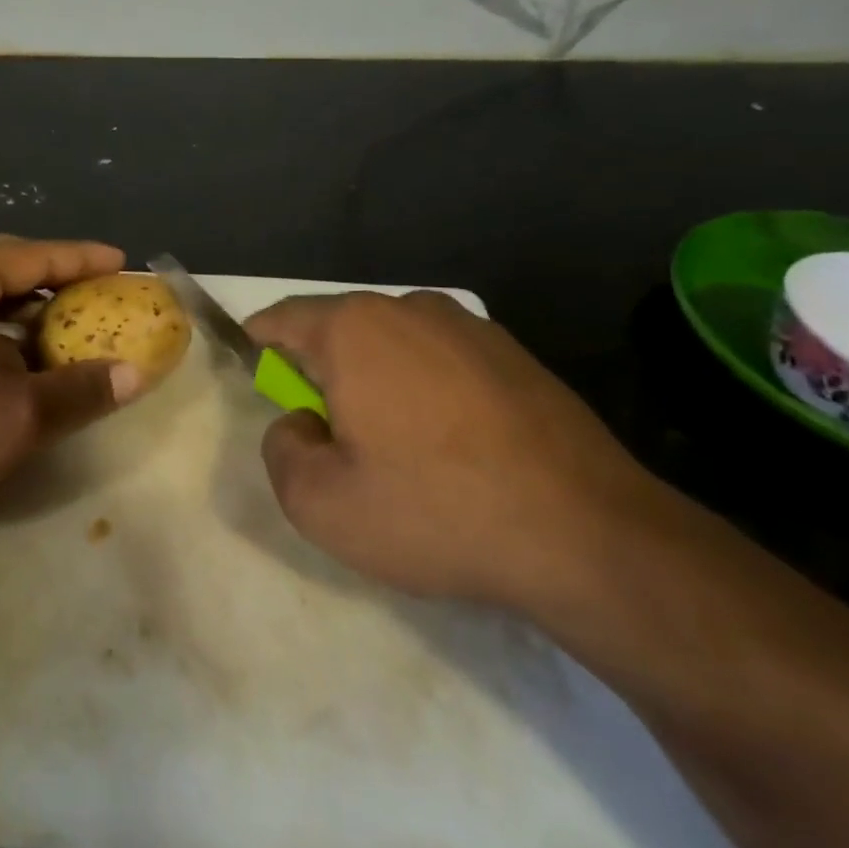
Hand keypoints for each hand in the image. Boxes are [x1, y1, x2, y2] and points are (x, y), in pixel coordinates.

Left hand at [0, 238, 141, 520]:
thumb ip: (80, 391)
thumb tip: (135, 375)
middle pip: (6, 266)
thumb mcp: (17, 418)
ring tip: (65, 328)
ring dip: (23, 309)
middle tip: (98, 296)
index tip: (123, 262)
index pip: (36, 256)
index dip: (85, 260)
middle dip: (55, 281)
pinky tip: (14, 357)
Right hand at [245, 292, 660, 607]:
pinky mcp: (517, 356)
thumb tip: (302, 424)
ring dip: (374, 380)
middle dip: (321, 371)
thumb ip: (281, 450)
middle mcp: (410, 310)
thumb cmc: (435, 511)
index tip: (259, 378)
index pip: (282, 318)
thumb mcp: (319, 503)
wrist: (589, 538)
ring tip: (393, 446)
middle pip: (338, 330)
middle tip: (329, 434)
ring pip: (393, 344)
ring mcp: (472, 328)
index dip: (260, 345)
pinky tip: (448, 446)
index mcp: (354, 330)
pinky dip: (424, 389)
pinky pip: (442, 361)